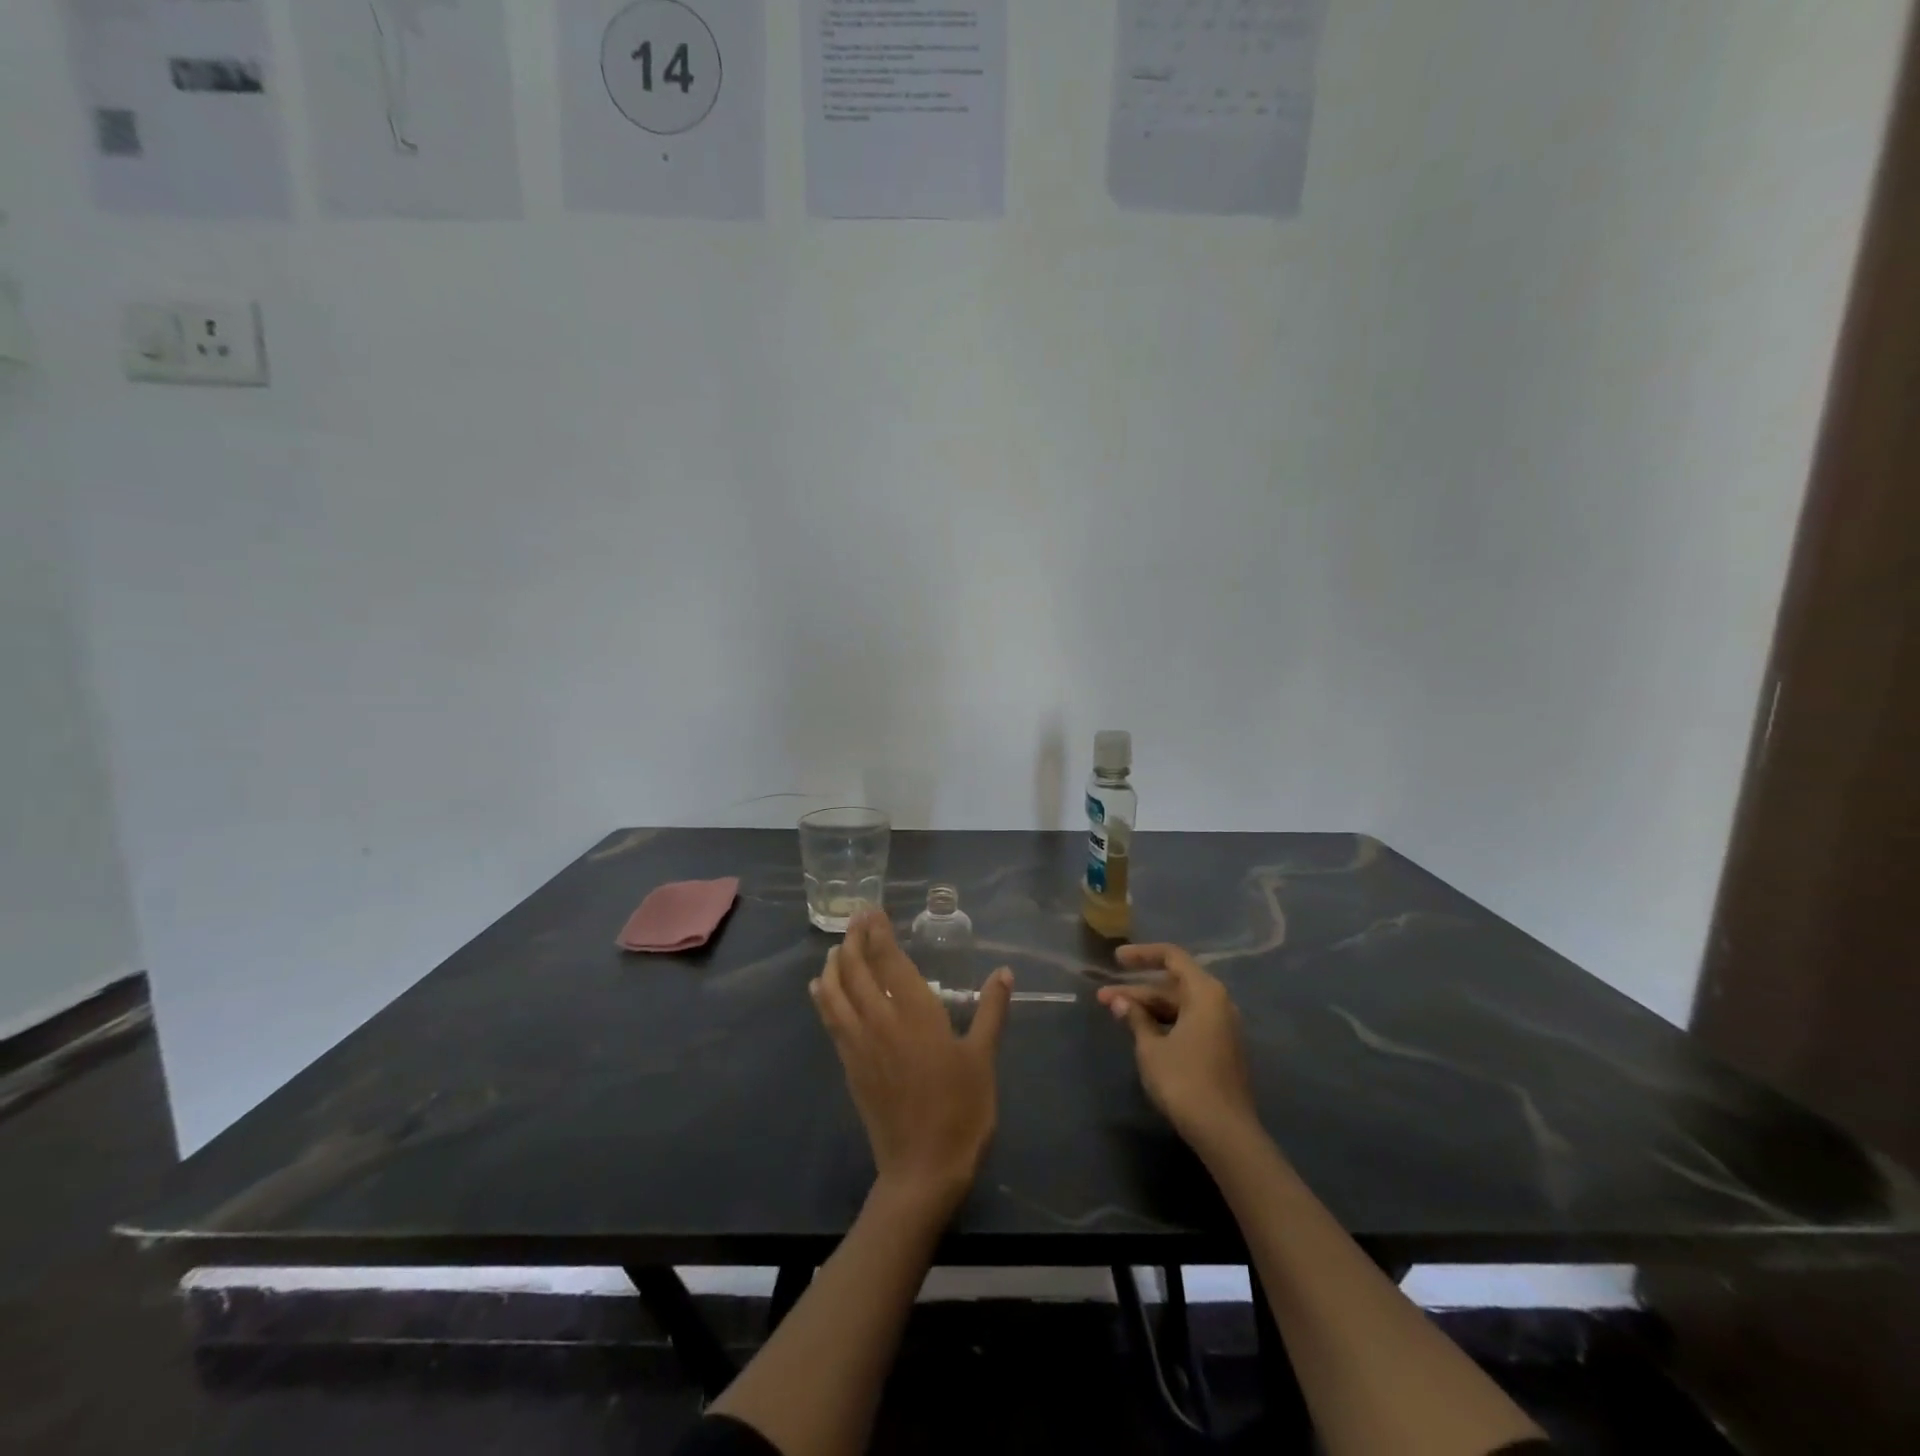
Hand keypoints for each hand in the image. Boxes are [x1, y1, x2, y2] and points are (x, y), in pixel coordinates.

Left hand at [810, 911, 1014, 1214]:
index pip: (889, 961)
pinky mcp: (849, 1067)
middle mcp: (882, 1021)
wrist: (923, 1170)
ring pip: (836, 993)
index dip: (879, 933)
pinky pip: (830, 1021)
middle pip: (857, 970)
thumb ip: (992, 1010)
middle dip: (854, 940)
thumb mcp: (983, 1058)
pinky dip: (824, 997)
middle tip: (855, 919)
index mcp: (917, 1014)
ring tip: (838, 947)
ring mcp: (860, 1045)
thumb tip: (1004, 971)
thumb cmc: (962, 1110)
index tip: (873, 911)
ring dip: (835, 965)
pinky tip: (821, 988)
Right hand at [1097, 944, 1258, 1152]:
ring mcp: (1222, 1027)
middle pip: (1173, 985)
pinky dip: (1163, 1022)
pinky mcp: (1220, 1049)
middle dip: (1137, 990)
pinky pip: (1188, 1022)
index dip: (1142, 955)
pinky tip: (1141, 1031)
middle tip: (1103, 999)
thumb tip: (1120, 1002)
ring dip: (1148, 1008)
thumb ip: (1136, 1018)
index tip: (1115, 960)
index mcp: (1205, 993)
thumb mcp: (1151, 1047)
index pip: (1172, 957)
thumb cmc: (1184, 1080)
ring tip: (1116, 1014)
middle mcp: (1218, 1003)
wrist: (1224, 1132)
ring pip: (1179, 1006)